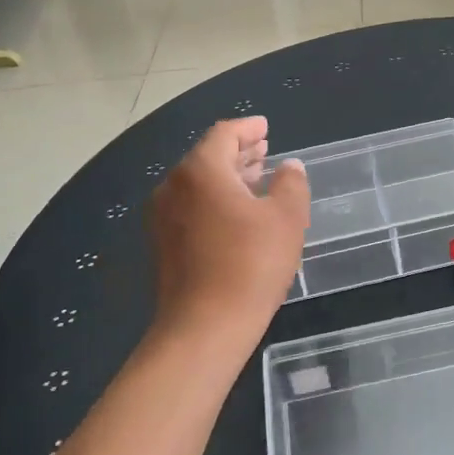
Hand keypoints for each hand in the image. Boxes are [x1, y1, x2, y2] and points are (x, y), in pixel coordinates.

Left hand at [148, 117, 309, 348]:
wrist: (204, 327)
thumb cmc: (251, 265)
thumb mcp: (286, 219)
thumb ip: (291, 184)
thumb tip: (289, 166)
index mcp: (201, 170)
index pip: (224, 134)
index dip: (247, 127)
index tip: (265, 127)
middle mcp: (173, 185)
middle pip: (207, 156)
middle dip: (238, 151)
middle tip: (264, 150)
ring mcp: (162, 216)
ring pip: (197, 183)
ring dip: (227, 176)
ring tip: (256, 178)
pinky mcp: (162, 243)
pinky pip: (190, 205)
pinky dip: (214, 198)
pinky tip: (237, 213)